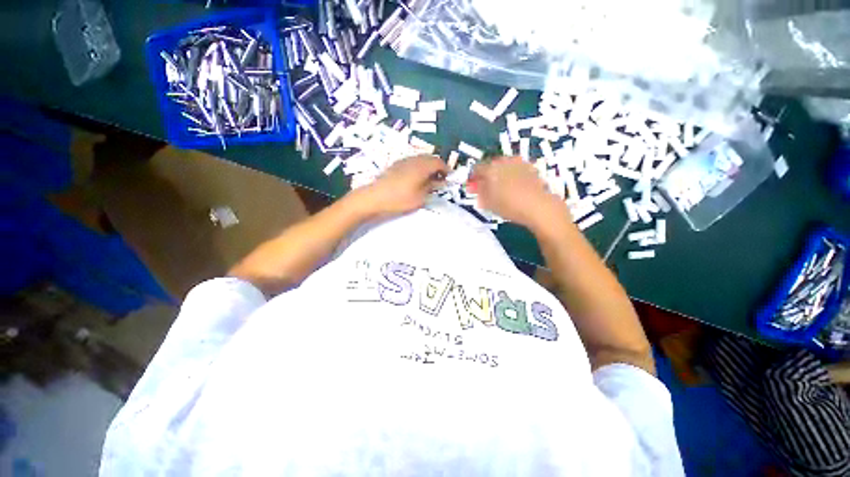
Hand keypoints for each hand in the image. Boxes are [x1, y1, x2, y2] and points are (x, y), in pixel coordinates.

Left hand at [355, 155, 447, 218]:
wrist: (374, 197)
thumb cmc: (400, 199)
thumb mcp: (420, 197)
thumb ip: (431, 187)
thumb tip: (439, 182)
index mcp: (422, 166)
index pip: (439, 162)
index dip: (446, 169)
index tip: (449, 179)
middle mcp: (414, 159)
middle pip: (430, 158)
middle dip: (437, 167)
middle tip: (440, 180)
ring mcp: (403, 160)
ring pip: (421, 159)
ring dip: (428, 167)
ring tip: (429, 180)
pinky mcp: (396, 165)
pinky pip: (412, 162)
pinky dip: (419, 167)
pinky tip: (416, 179)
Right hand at [471, 156, 567, 229]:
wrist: (538, 206)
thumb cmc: (509, 205)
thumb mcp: (488, 202)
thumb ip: (478, 192)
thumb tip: (472, 186)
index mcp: (490, 169)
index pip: (476, 168)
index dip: (473, 178)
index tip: (473, 187)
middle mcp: (504, 161)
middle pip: (490, 165)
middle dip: (486, 175)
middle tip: (486, 188)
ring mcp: (518, 162)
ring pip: (503, 166)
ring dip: (499, 174)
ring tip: (500, 188)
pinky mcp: (530, 167)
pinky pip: (515, 169)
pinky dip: (511, 175)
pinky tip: (513, 187)